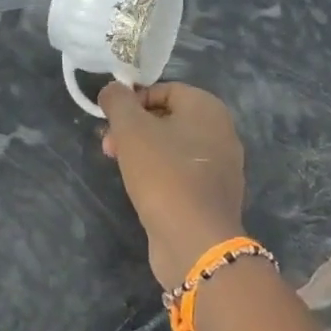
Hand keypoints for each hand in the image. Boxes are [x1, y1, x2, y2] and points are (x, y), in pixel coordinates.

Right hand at [100, 82, 247, 288]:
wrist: (195, 241)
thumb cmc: (163, 173)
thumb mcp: (131, 129)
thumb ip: (118, 101)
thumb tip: (112, 90)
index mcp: (207, 108)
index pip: (164, 89)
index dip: (132, 100)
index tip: (110, 120)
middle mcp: (221, 132)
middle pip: (168, 118)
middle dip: (133, 128)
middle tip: (109, 145)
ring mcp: (221, 166)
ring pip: (173, 147)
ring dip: (142, 151)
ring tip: (119, 167)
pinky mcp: (213, 195)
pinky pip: (182, 172)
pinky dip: (160, 174)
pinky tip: (141, 188)